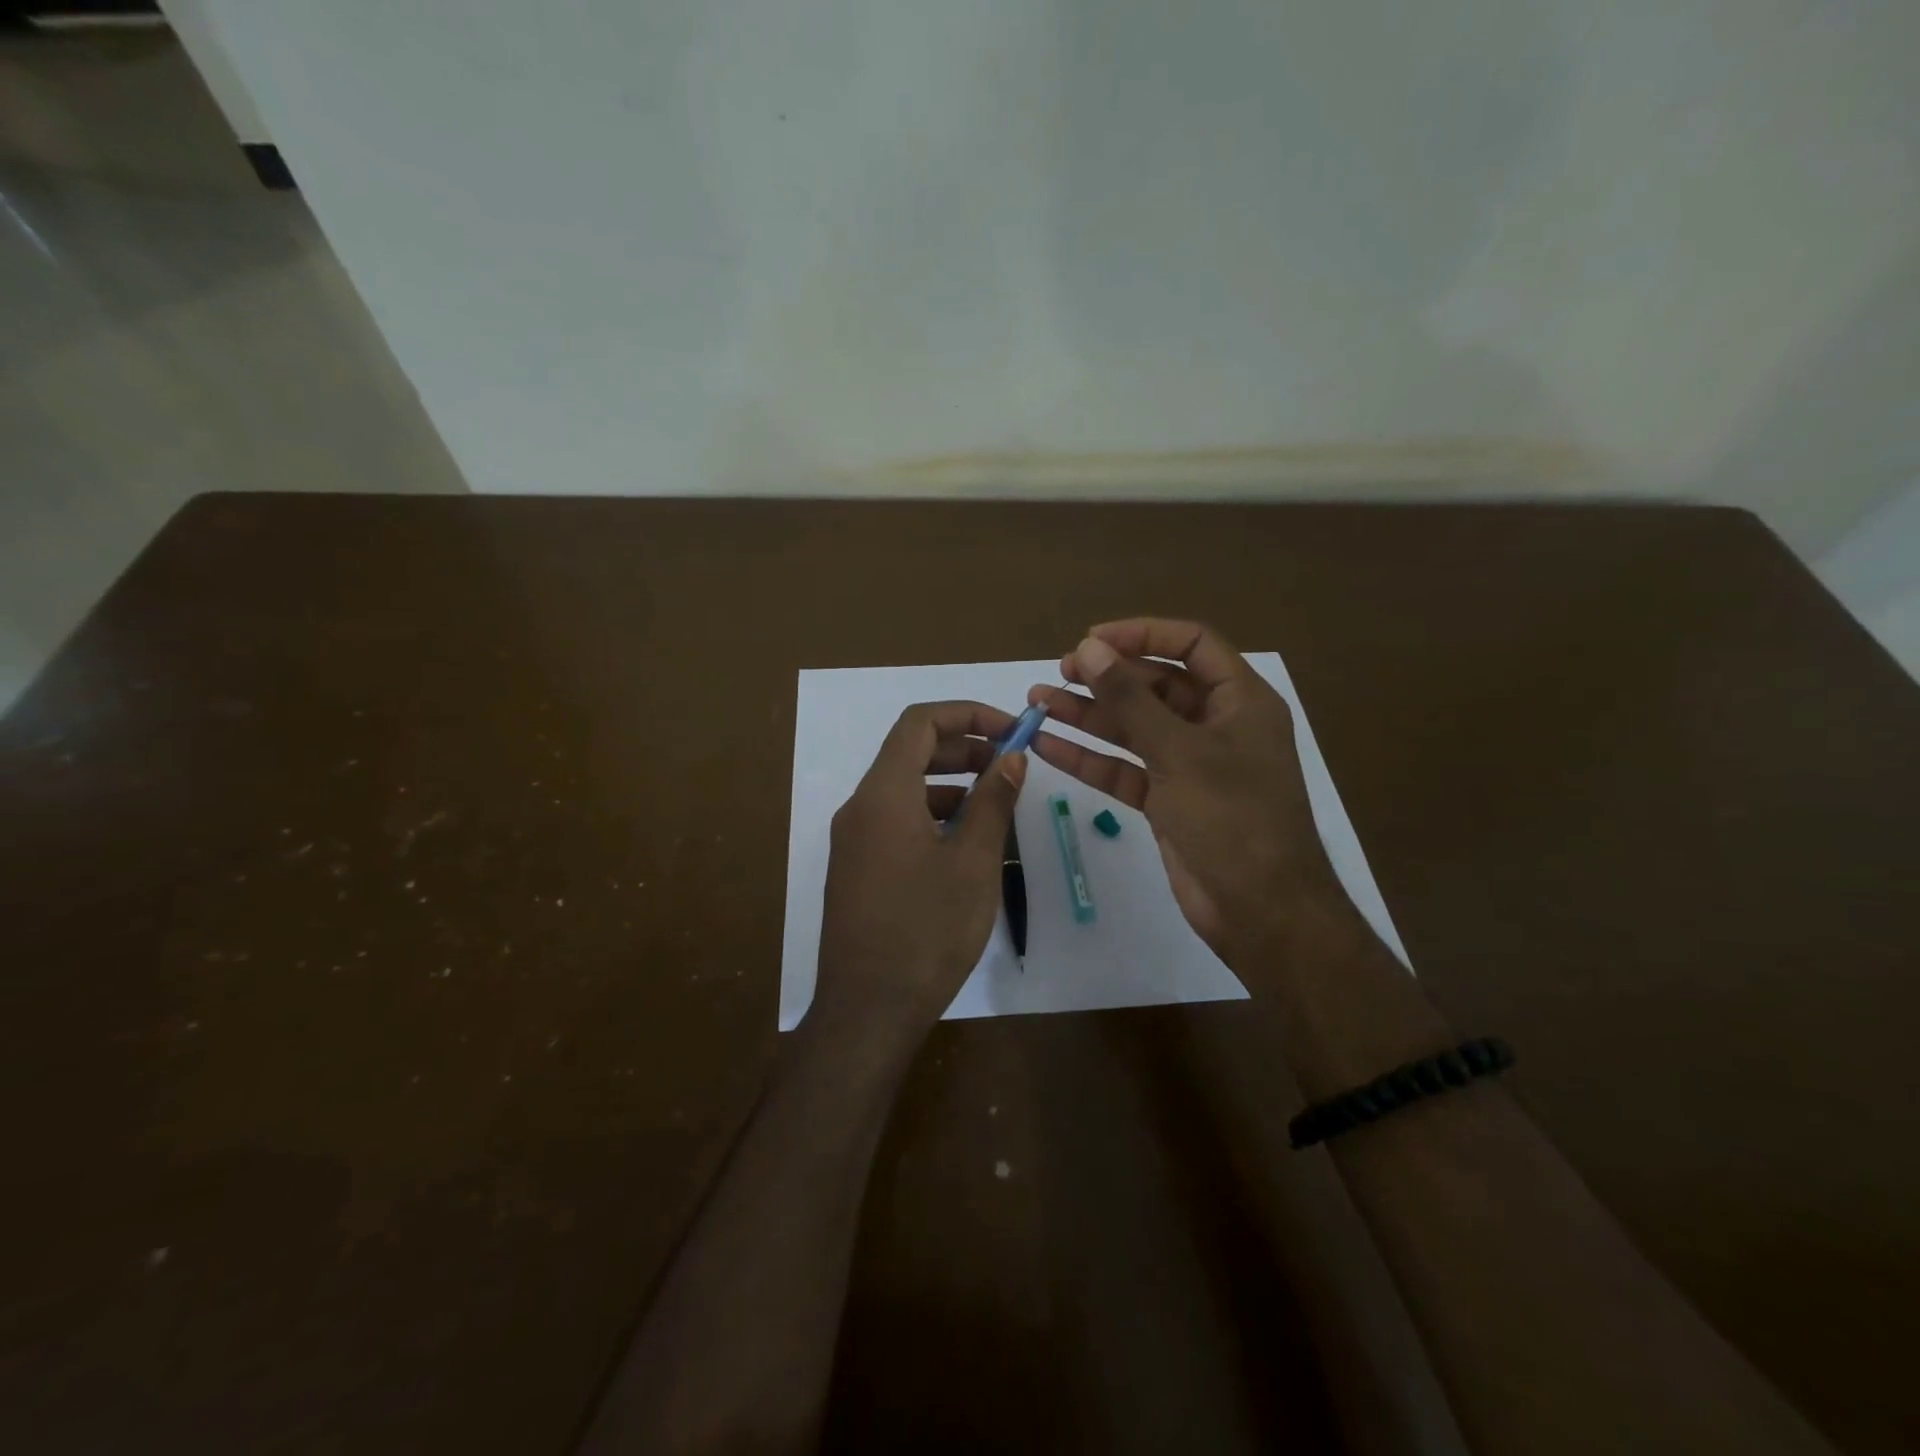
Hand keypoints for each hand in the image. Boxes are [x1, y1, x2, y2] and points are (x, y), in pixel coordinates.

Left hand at [814, 701, 1027, 1040]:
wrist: (867, 1011)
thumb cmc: (926, 930)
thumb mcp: (972, 862)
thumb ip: (992, 801)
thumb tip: (1012, 757)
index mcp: (884, 794)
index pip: (919, 723)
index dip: (967, 714)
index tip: (1011, 730)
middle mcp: (861, 807)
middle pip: (910, 753)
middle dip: (964, 749)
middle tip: (1010, 765)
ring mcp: (854, 840)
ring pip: (905, 790)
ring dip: (951, 784)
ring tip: (996, 805)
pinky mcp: (857, 869)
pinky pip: (896, 822)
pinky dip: (933, 816)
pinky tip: (966, 844)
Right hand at [1027, 619, 1354, 966]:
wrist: (1260, 912)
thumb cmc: (1232, 818)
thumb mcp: (1178, 751)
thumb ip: (1129, 699)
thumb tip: (1087, 648)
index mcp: (1239, 700)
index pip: (1191, 645)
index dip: (1142, 634)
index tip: (1091, 640)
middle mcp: (1216, 726)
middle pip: (1156, 685)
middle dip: (1106, 678)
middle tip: (1058, 673)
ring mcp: (1190, 766)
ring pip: (1133, 728)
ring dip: (1088, 715)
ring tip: (1036, 702)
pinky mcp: (1168, 801)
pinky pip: (1124, 769)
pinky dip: (1089, 758)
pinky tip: (1046, 746)